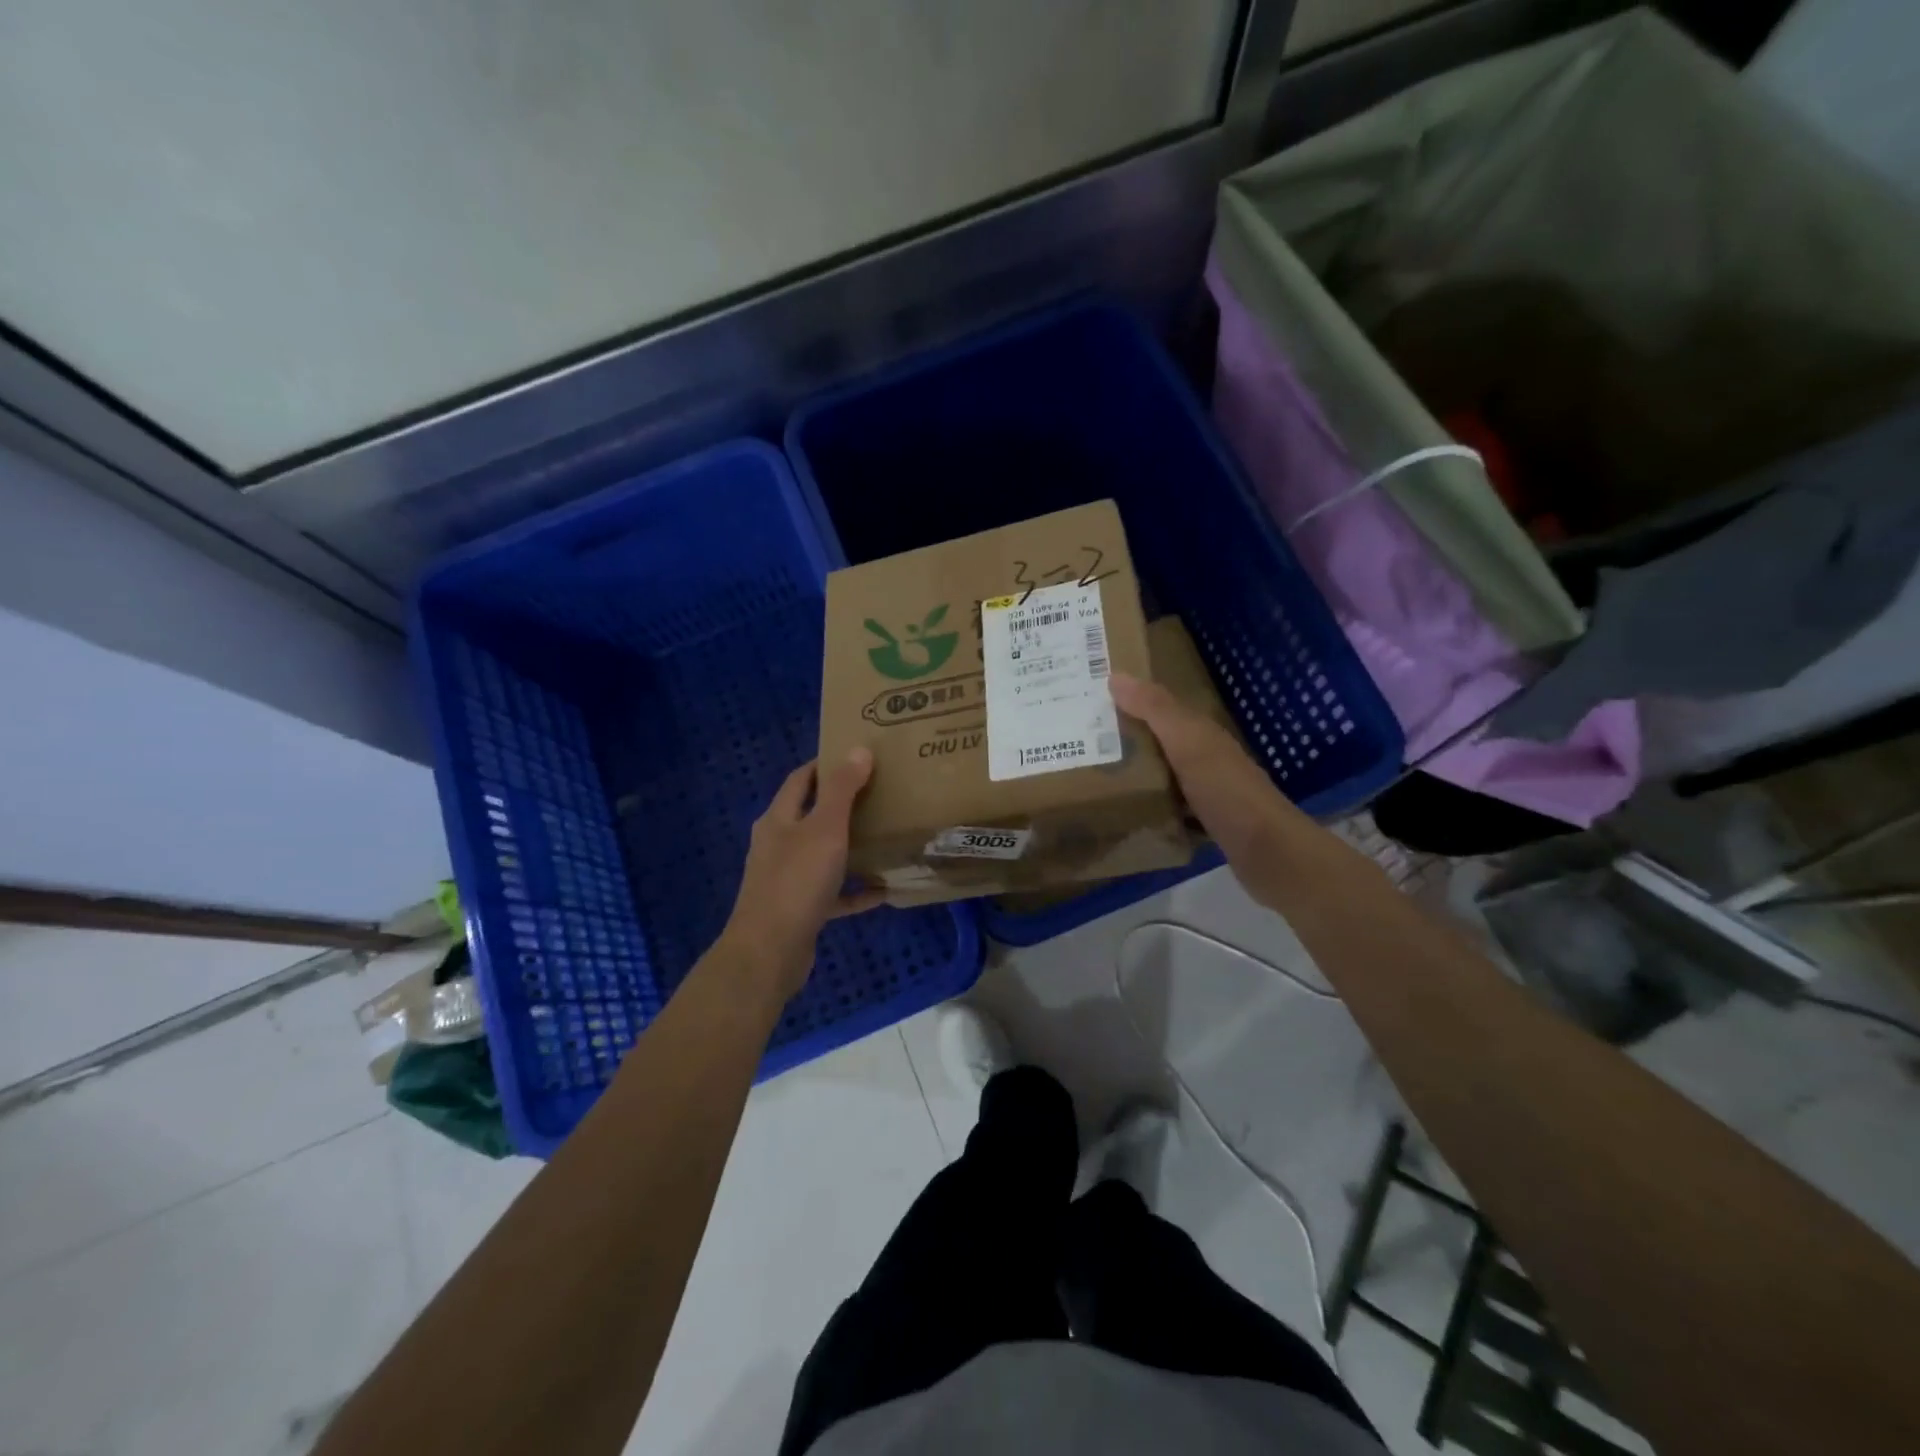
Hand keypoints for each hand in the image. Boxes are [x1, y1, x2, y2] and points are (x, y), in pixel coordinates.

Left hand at [719, 749, 880, 1000]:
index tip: (858, 755)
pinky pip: (833, 893)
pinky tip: (883, 891)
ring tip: (885, 836)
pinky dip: (855, 890)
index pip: (801, 779)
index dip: (826, 764)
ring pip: (823, 854)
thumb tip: (858, 750)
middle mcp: (779, 845)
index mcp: (779, 820)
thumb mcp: (825, 829)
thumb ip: (842, 790)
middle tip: (881, 792)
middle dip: (843, 804)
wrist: (769, 953)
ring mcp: (787, 879)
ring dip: (851, 846)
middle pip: (812, 815)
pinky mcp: (800, 910)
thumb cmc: (797, 881)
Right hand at [1110, 672, 1353, 909]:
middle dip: (1126, 737)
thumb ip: (1155, 710)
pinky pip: (1168, 805)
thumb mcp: (1188, 743)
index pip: (1161, 707)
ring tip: (1093, 774)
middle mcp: (1205, 756)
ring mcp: (1207, 791)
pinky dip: (1149, 804)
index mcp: (1202, 733)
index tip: (1090, 699)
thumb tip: (1115, 675)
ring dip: (1135, 771)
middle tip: (1079, 739)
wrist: (1267, 851)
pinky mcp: (1205, 822)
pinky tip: (1126, 812)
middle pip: (1160, 740)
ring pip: (1163, 773)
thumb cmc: (1226, 791)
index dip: (1130, 700)